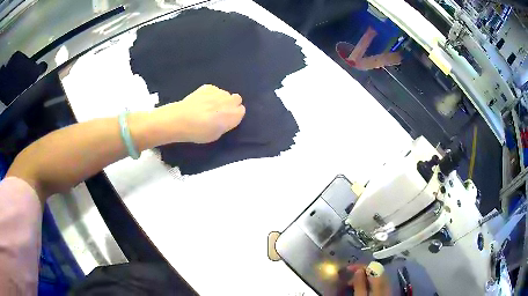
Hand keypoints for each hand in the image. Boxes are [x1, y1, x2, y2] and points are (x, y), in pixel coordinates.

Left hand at [158, 84, 245, 143]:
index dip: (234, 114)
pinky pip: (214, 90)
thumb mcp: (217, 134)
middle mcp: (229, 101)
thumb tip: (226, 118)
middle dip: (230, 103)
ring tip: (207, 106)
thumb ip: (226, 124)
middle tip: (219, 111)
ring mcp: (219, 91)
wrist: (181, 119)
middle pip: (236, 98)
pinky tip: (201, 100)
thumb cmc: (199, 132)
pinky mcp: (208, 86)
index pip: (242, 110)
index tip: (227, 119)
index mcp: (234, 115)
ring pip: (224, 93)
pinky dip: (210, 94)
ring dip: (220, 98)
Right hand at [348, 265, 390, 295]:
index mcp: (380, 283)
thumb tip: (358, 270)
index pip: (372, 267)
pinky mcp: (385, 294)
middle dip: (362, 272)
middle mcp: (386, 283)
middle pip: (376, 271)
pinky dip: (369, 283)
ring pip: (377, 277)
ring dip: (365, 278)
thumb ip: (360, 284)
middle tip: (348, 280)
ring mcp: (387, 289)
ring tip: (352, 285)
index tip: (347, 269)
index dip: (360, 266)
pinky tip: (362, 289)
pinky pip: (378, 284)